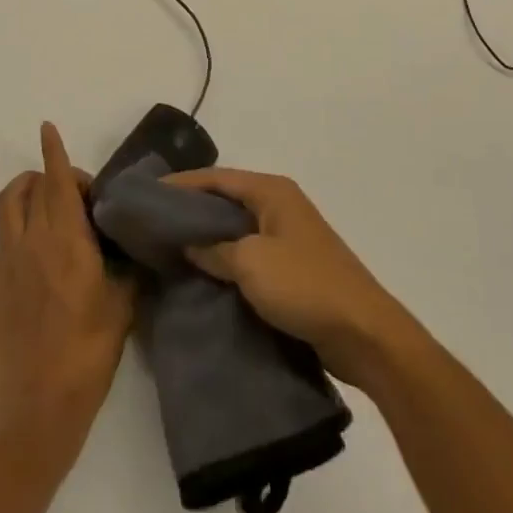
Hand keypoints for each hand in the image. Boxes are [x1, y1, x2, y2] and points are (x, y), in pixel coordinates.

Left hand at [0, 123, 133, 450]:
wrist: (42, 408)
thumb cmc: (90, 355)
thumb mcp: (125, 306)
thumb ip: (128, 267)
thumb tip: (135, 245)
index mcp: (70, 241)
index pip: (61, 183)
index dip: (55, 153)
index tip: (48, 128)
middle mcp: (35, 241)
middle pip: (38, 189)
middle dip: (56, 178)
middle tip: (78, 197)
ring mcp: (7, 262)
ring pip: (7, 203)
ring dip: (20, 185)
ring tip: (34, 185)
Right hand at [162, 168, 419, 390]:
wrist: (363, 334)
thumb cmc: (305, 285)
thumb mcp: (251, 263)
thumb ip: (215, 249)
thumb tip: (189, 244)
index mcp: (272, 191)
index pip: (217, 178)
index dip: (182, 184)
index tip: (148, 194)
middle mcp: (280, 206)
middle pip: (226, 200)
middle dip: (192, 210)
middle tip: (154, 223)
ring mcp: (288, 237)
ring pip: (237, 229)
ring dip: (208, 238)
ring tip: (170, 250)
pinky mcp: (292, 268)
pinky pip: (249, 255)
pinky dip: (225, 261)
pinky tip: (203, 276)